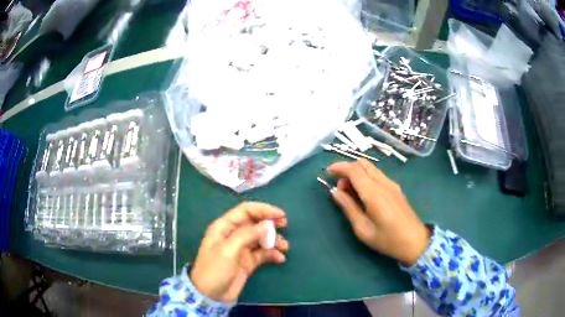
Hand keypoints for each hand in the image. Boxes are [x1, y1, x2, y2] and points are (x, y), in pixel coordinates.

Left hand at [190, 202, 288, 302]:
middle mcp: (233, 235)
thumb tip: (266, 225)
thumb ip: (246, 235)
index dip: (263, 209)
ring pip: (261, 238)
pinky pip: (263, 253)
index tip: (280, 214)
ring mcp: (241, 249)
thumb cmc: (214, 269)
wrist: (211, 295)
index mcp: (224, 227)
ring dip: (273, 240)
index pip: (245, 211)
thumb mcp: (228, 250)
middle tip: (284, 225)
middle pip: (254, 223)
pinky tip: (280, 258)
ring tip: (284, 247)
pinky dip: (272, 254)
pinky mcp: (248, 262)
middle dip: (270, 223)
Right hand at [327, 159, 429, 265]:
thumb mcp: (363, 229)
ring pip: (371, 168)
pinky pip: (378, 175)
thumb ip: (348, 208)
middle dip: (347, 169)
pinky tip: (364, 194)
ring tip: (350, 192)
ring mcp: (392, 184)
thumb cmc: (387, 239)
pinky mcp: (396, 189)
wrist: (415, 241)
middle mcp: (383, 183)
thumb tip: (335, 191)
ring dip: (357, 173)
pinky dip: (366, 177)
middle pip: (363, 164)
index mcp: (374, 193)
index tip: (328, 172)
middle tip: (340, 187)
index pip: (354, 169)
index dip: (339, 167)